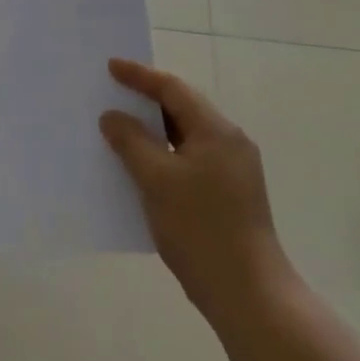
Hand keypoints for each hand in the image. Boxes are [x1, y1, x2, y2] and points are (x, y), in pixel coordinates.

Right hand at [101, 59, 290, 326]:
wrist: (248, 294)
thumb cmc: (200, 229)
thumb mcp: (157, 180)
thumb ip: (132, 142)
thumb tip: (113, 116)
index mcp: (217, 130)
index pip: (173, 89)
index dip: (140, 76)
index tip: (111, 66)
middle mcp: (230, 142)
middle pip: (183, 109)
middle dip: (147, 100)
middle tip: (112, 93)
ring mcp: (233, 170)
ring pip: (186, 136)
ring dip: (154, 131)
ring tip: (120, 128)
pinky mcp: (230, 194)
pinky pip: (190, 159)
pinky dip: (164, 155)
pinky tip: (141, 168)